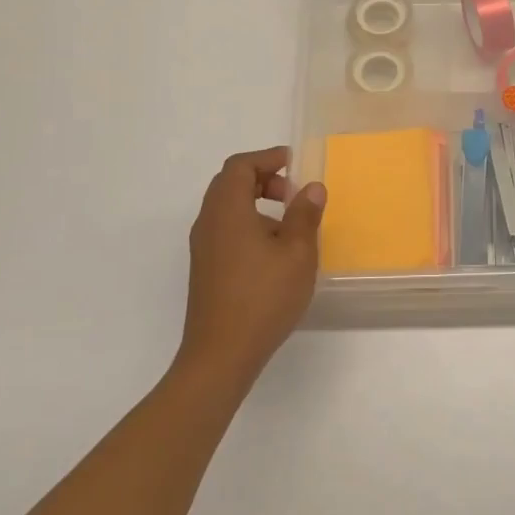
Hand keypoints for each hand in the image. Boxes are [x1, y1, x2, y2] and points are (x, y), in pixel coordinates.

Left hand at [179, 147, 325, 390]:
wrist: (220, 355)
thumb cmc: (263, 298)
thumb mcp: (297, 253)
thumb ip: (305, 215)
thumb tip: (312, 188)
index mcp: (227, 210)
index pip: (240, 166)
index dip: (267, 158)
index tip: (293, 164)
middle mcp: (208, 222)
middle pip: (229, 183)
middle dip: (262, 179)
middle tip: (292, 192)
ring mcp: (203, 248)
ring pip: (226, 208)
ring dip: (255, 203)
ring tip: (288, 224)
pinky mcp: (205, 269)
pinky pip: (224, 230)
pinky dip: (248, 224)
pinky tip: (272, 252)